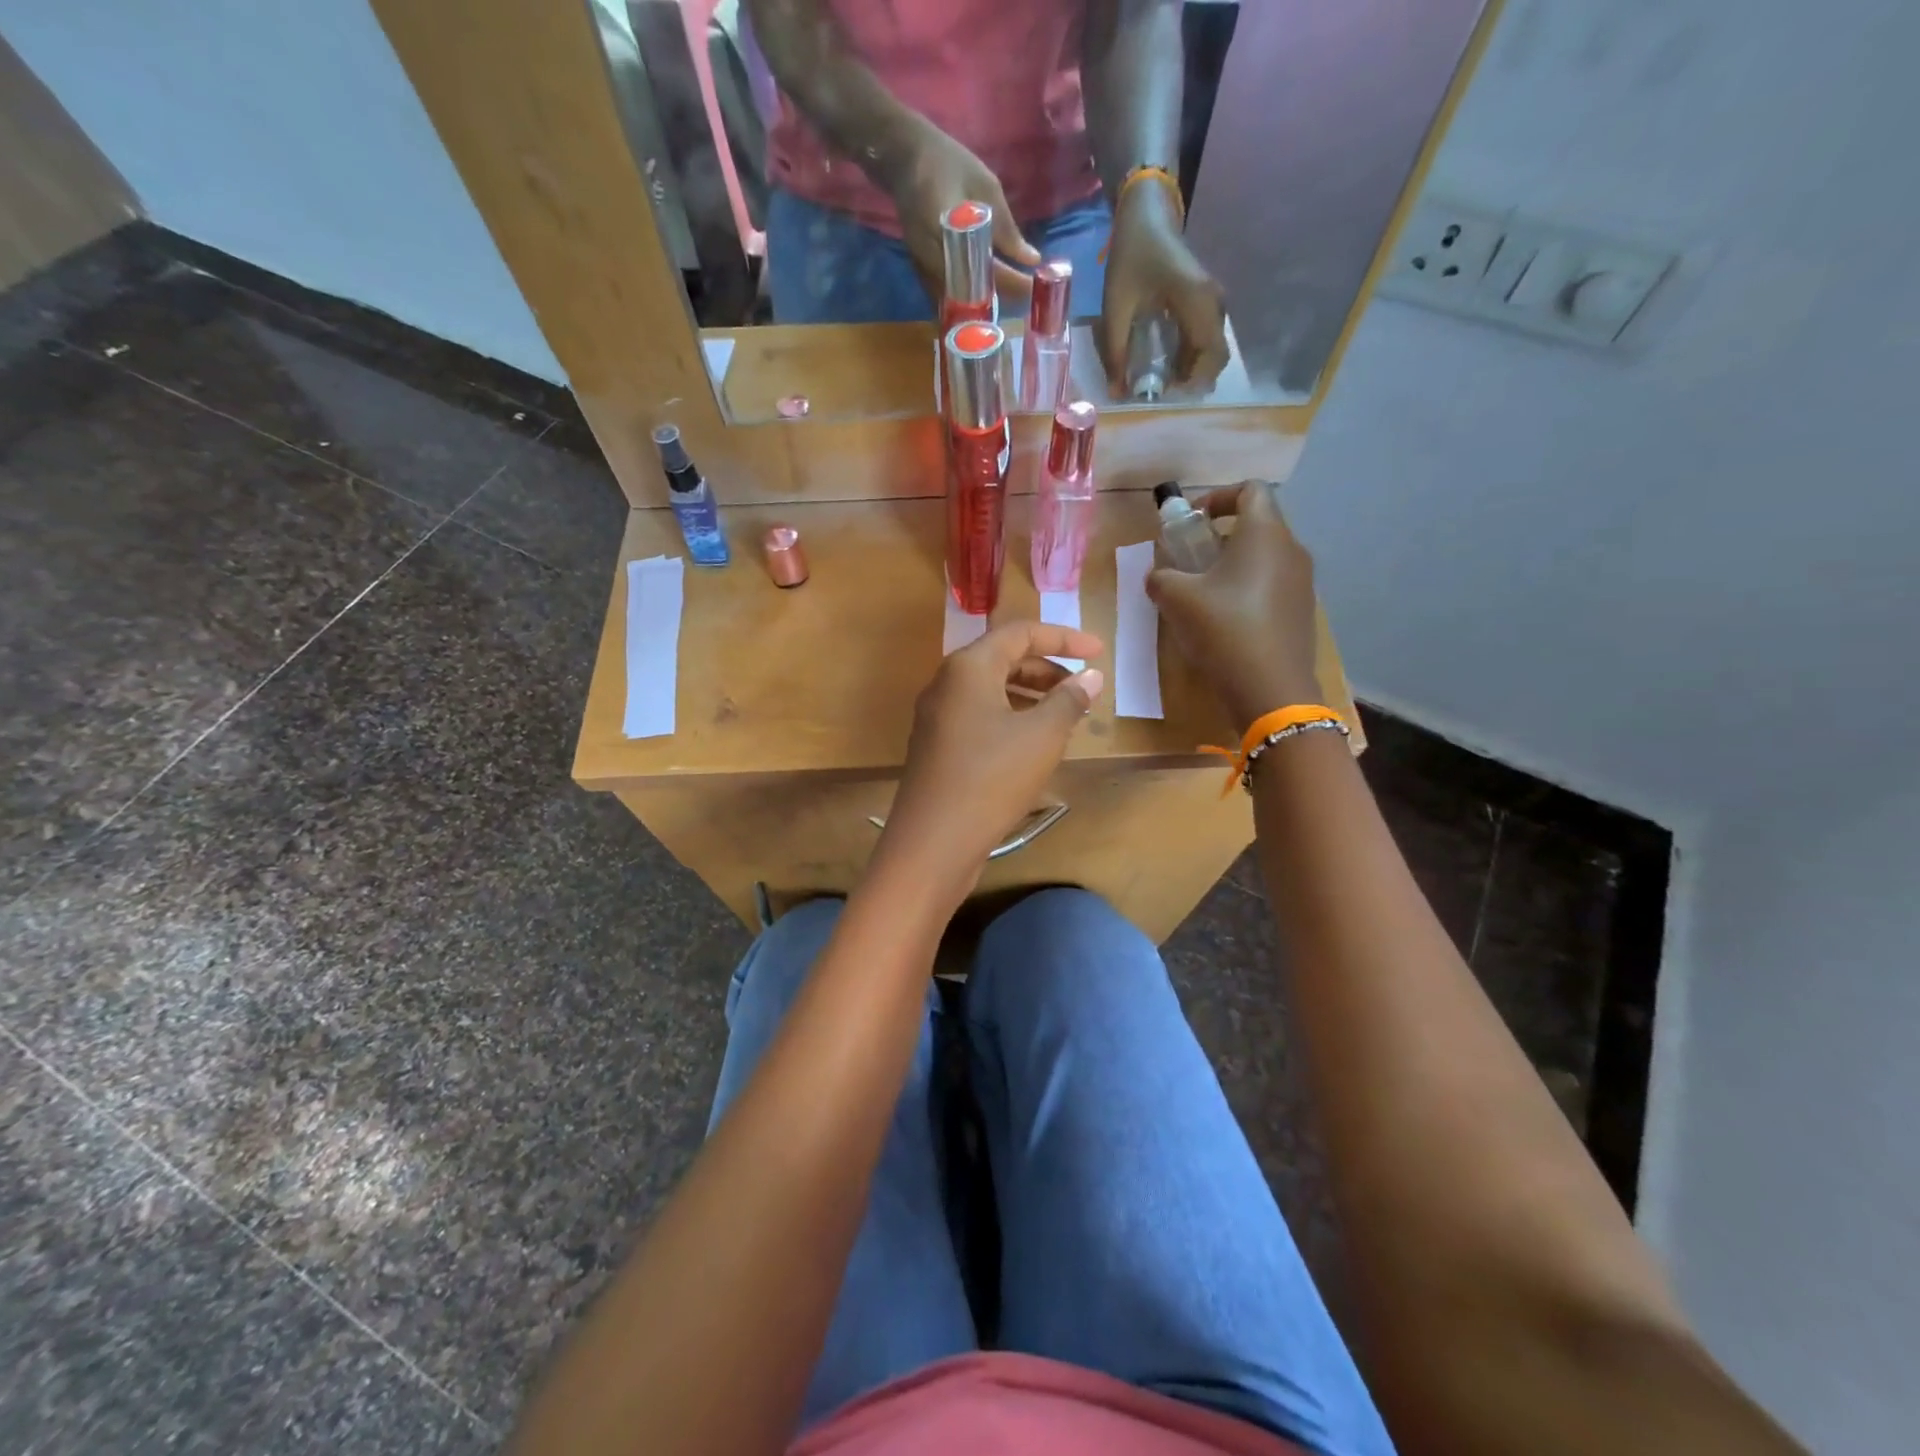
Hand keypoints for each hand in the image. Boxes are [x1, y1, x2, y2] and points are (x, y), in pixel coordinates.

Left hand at [878, 623, 1104, 896]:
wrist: (933, 842)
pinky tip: (1033, 743)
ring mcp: (937, 716)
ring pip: (991, 690)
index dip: (1064, 638)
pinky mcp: (937, 746)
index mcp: (968, 667)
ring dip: (1030, 695)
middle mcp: (946, 683)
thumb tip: (1090, 677)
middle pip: (1003, 658)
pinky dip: (1010, 717)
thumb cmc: (991, 778)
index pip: (1020, 633)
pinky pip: (979, 716)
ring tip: (1065, 716)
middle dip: (1047, 668)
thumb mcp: (1041, 736)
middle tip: (1083, 688)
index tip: (1099, 652)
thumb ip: (1069, 700)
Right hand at [885, 116, 1041, 307]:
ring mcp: (921, 266)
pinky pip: (942, 298)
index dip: (1010, 280)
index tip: (1032, 286)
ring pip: (954, 300)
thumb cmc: (948, 163)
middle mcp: (931, 253)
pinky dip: (963, 304)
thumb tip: (1031, 259)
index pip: (984, 264)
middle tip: (1024, 300)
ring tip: (1007, 303)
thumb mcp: (984, 186)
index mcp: (947, 226)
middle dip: (998, 297)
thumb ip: (1005, 227)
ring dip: (980, 305)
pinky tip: (980, 304)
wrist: (904, 158)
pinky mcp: (918, 271)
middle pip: (968, 290)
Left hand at [1100, 178, 1227, 392]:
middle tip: (1160, 391)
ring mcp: (1212, 300)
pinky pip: (1204, 337)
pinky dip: (1189, 356)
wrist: (1147, 214)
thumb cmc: (1132, 254)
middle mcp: (1213, 302)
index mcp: (1198, 300)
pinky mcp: (1205, 300)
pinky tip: (1166, 364)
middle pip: (1216, 355)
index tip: (1165, 392)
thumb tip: (1117, 392)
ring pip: (1212, 348)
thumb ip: (1115, 350)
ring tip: (1160, 381)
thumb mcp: (1116, 306)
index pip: (1213, 353)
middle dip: (1192, 379)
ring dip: (1191, 369)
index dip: (1194, 380)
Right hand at [1147, 481, 1320, 730]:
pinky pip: (1273, 585)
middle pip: (1258, 523)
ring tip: (1204, 593)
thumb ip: (1161, 577)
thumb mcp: (1176, 598)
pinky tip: (1226, 620)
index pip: (1250, 490)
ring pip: (1265, 557)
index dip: (1218, 497)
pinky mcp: (1302, 611)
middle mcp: (1291, 549)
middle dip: (1221, 535)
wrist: (1271, 688)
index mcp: (1264, 533)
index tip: (1191, 522)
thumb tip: (1158, 575)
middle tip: (1191, 560)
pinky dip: (1248, 589)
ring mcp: (1302, 582)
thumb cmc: (1223, 629)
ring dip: (1234, 565)